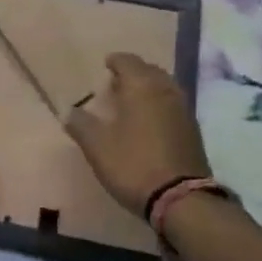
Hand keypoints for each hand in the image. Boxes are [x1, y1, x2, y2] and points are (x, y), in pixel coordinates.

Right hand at [64, 53, 212, 213]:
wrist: (180, 199)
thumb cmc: (133, 164)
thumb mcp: (97, 146)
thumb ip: (80, 124)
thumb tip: (68, 110)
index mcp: (142, 87)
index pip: (128, 61)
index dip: (115, 61)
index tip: (105, 65)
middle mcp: (166, 91)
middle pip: (150, 71)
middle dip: (134, 73)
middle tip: (116, 83)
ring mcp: (183, 110)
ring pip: (165, 87)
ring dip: (149, 88)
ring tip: (132, 100)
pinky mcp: (193, 131)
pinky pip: (173, 105)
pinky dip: (160, 104)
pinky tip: (150, 121)